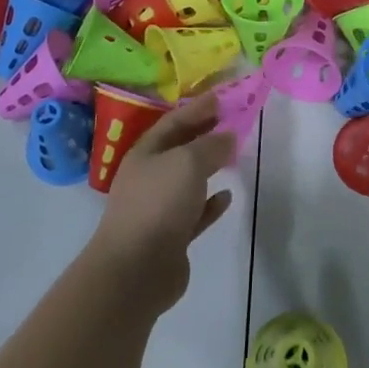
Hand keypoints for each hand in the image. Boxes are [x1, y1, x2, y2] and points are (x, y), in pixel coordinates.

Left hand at [89, 94, 234, 311]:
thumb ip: (211, 145)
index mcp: (145, 154)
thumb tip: (228, 136)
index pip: (174, 122)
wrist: (135, 270)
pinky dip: (211, 203)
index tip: (221, 97)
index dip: (197, 108)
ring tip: (233, 154)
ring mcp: (159, 209)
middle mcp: (149, 177)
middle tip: (231, 121)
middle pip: (180, 149)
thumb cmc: (158, 203)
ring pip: (188, 180)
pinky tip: (227, 196)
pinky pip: (195, 213)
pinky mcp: (172, 237)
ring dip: (209, 167)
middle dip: (204, 134)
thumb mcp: (188, 162)